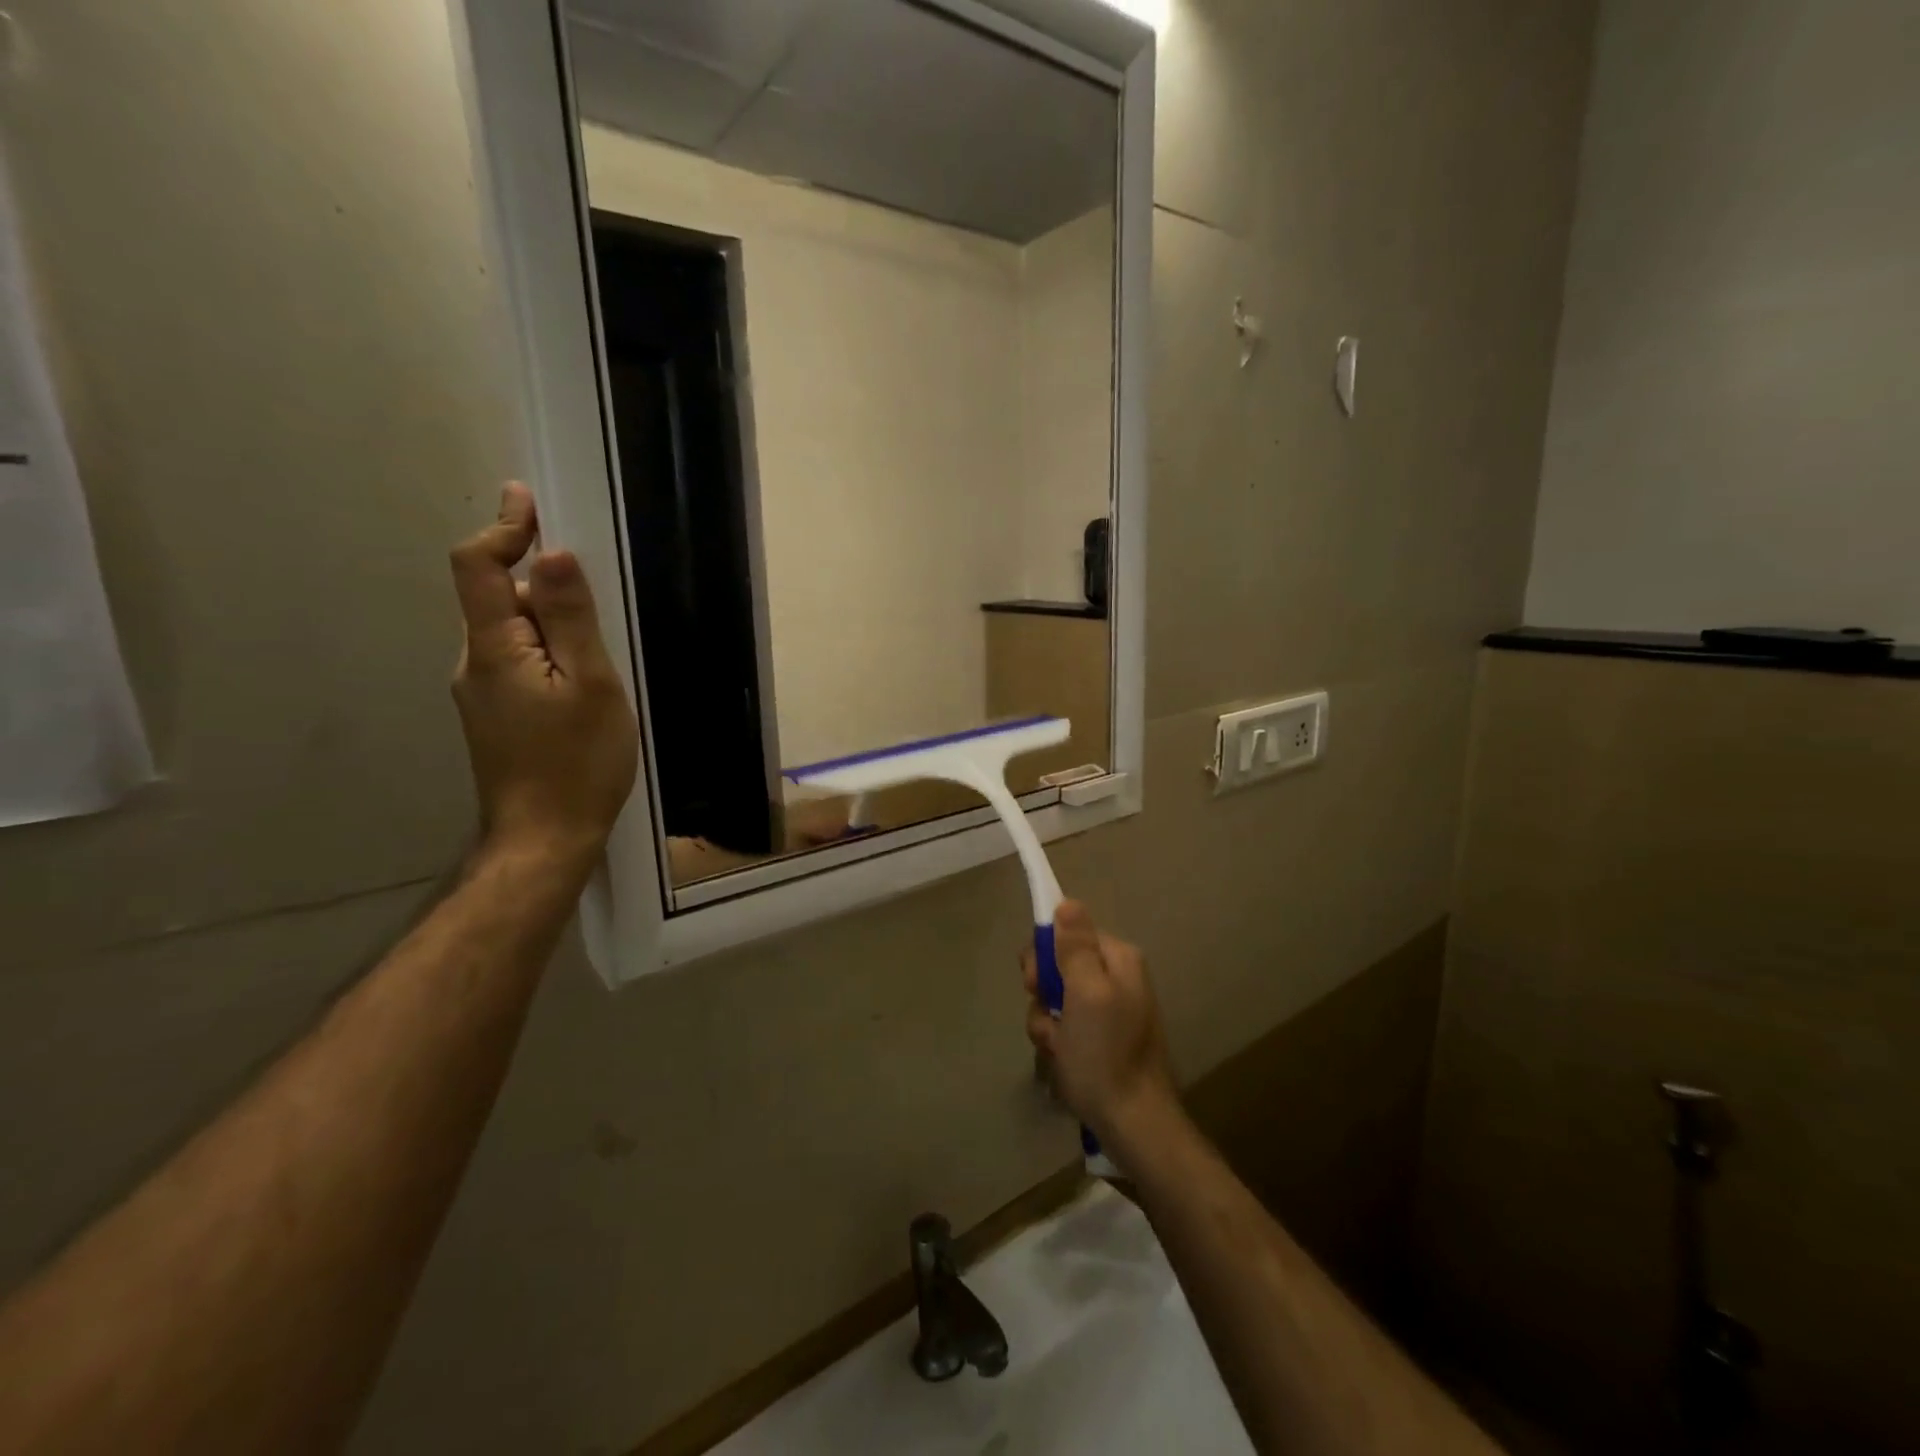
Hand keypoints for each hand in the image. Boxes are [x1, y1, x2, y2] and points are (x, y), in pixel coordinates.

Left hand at [449, 483, 638, 873]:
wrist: (545, 838)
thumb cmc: (577, 762)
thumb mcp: (590, 685)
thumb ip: (569, 619)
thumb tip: (552, 555)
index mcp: (493, 648)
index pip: (476, 567)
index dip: (501, 528)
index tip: (527, 500)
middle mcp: (474, 662)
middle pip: (498, 599)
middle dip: (540, 584)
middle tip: (597, 597)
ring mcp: (480, 693)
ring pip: (512, 635)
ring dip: (549, 625)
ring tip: (600, 655)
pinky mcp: (494, 717)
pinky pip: (517, 664)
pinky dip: (546, 654)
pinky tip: (583, 686)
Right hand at [1021, 901, 1179, 1150]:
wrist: (1132, 1123)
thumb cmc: (1105, 1053)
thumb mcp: (1086, 993)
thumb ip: (1075, 946)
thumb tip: (1066, 901)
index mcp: (1118, 958)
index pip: (1068, 931)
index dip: (1045, 953)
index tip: (1035, 980)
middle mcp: (1115, 977)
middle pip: (1059, 964)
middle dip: (1044, 992)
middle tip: (1049, 1018)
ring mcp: (1108, 1009)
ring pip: (1056, 998)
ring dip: (1046, 1021)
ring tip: (1059, 1047)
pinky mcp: (1100, 1038)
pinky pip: (1064, 1025)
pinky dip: (1057, 1041)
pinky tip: (1063, 1059)